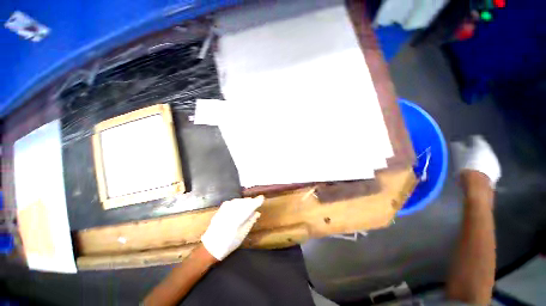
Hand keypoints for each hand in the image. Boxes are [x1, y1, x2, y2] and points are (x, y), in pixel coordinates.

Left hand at [201, 196, 263, 259]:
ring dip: (244, 201)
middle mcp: (231, 211)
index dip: (256, 201)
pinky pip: (232, 202)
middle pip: (244, 202)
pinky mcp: (220, 210)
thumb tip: (257, 213)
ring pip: (238, 201)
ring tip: (249, 203)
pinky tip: (239, 204)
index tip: (262, 198)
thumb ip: (250, 222)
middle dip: (251, 201)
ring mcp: (224, 210)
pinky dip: (237, 202)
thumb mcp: (242, 234)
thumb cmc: (228, 244)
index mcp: (238, 218)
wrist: (210, 247)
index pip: (250, 206)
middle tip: (256, 202)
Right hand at [451, 135, 500, 187]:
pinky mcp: (496, 172)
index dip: (470, 140)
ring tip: (472, 163)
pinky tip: (477, 171)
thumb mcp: (457, 155)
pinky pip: (489, 167)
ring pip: (486, 158)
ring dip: (480, 159)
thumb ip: (457, 147)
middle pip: (483, 149)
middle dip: (476, 151)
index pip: (476, 139)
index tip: (466, 141)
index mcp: (481, 145)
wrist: (477, 184)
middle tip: (468, 153)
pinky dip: (484, 168)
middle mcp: (490, 151)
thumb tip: (455, 142)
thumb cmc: (465, 167)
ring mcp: (495, 162)